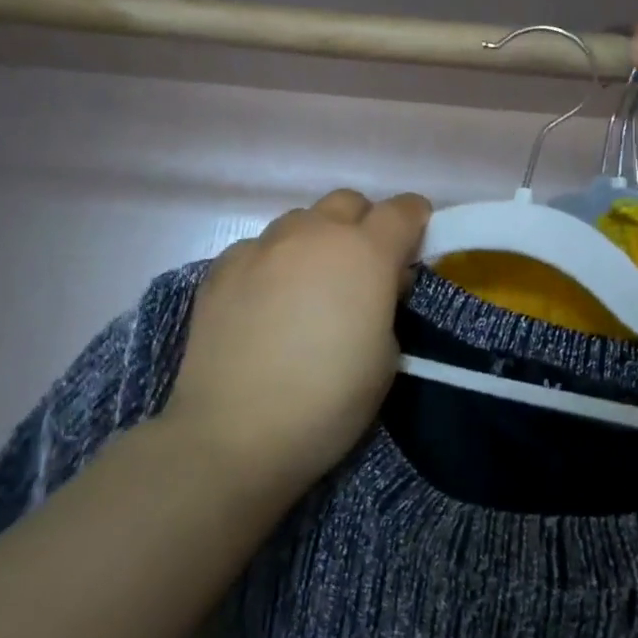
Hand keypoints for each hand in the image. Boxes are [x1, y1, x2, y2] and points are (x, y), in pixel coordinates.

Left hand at [161, 189, 432, 495]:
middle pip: (348, 202)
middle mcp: (314, 234)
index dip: (415, 223)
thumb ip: (386, 302)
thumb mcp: (387, 357)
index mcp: (365, 252)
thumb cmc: (328, 401)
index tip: (413, 248)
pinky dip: (273, 264)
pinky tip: (264, 303)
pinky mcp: (221, 267)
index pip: (403, 209)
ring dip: (316, 241)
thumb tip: (377, 283)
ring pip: (300, 221)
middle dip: (363, 225)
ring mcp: (263, 246)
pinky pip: (260, 247)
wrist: (234, 434)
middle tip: (361, 271)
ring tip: (308, 287)